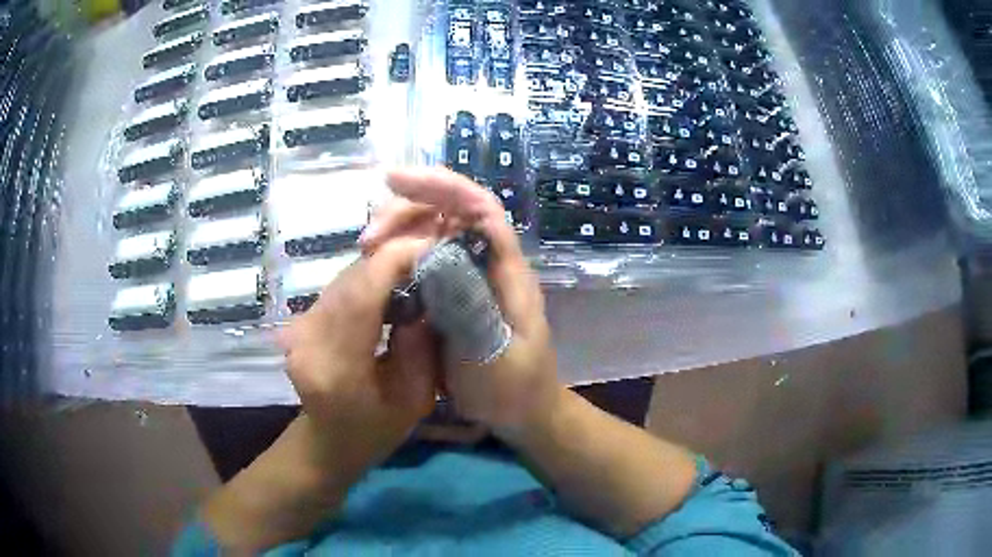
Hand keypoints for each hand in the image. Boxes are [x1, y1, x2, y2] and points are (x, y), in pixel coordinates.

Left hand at [279, 237, 438, 465]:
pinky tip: (386, 289)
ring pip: (343, 279)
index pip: (362, 295)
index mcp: (338, 368)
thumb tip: (428, 291)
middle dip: (391, 259)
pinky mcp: (298, 322)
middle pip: (350, 280)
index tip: (431, 246)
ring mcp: (298, 330)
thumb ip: (421, 346)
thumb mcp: (415, 399)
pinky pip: (337, 289)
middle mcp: (309, 341)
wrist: (328, 442)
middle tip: (429, 256)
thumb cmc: (376, 431)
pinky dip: (364, 281)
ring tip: (413, 271)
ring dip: (378, 269)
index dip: (395, 260)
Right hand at [360, 167, 561, 436]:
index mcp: (506, 270)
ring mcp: (470, 278)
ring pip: (433, 235)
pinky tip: (376, 271)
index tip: (393, 181)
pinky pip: (423, 263)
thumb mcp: (492, 353)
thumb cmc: (513, 388)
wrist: (522, 414)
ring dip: (398, 233)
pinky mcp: (453, 296)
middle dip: (408, 211)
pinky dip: (397, 259)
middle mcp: (488, 263)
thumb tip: (432, 253)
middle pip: (451, 213)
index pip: (479, 207)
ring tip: (366, 250)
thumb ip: (468, 305)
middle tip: (367, 238)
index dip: (441, 185)